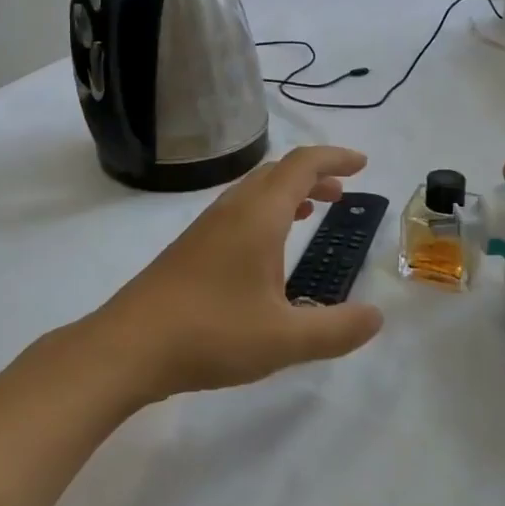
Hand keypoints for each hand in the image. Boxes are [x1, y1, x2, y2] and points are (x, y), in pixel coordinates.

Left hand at [89, 146, 384, 399]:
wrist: (128, 347)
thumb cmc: (212, 334)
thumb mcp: (285, 339)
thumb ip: (336, 329)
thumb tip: (376, 316)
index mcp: (259, 216)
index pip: (302, 165)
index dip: (335, 158)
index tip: (363, 165)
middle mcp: (232, 210)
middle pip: (278, 172)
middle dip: (314, 175)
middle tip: (343, 193)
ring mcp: (207, 227)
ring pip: (255, 191)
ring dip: (288, 192)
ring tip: (313, 211)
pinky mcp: (190, 247)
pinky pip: (238, 211)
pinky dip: (266, 212)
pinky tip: (267, 250)